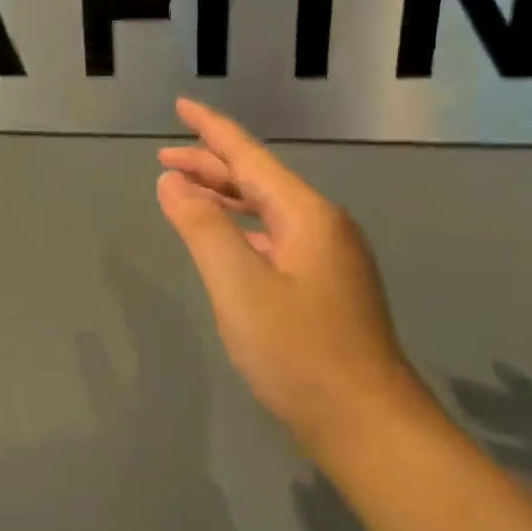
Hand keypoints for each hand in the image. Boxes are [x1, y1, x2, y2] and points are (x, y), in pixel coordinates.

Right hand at [157, 99, 420, 458]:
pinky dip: (241, 229)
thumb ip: (202, 228)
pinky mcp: (325, 288)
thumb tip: (172, 182)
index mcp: (306, 215)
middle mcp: (322, 226)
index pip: (249, 156)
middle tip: (164, 159)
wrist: (367, 425)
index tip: (181, 106)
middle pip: (258, 180)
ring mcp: (328, 258)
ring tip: (184, 192)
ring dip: (224, 198)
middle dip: (210, 165)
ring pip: (267, 212)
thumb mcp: (239, 286)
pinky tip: (225, 241)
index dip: (212, 130)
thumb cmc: (299, 352)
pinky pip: (274, 238)